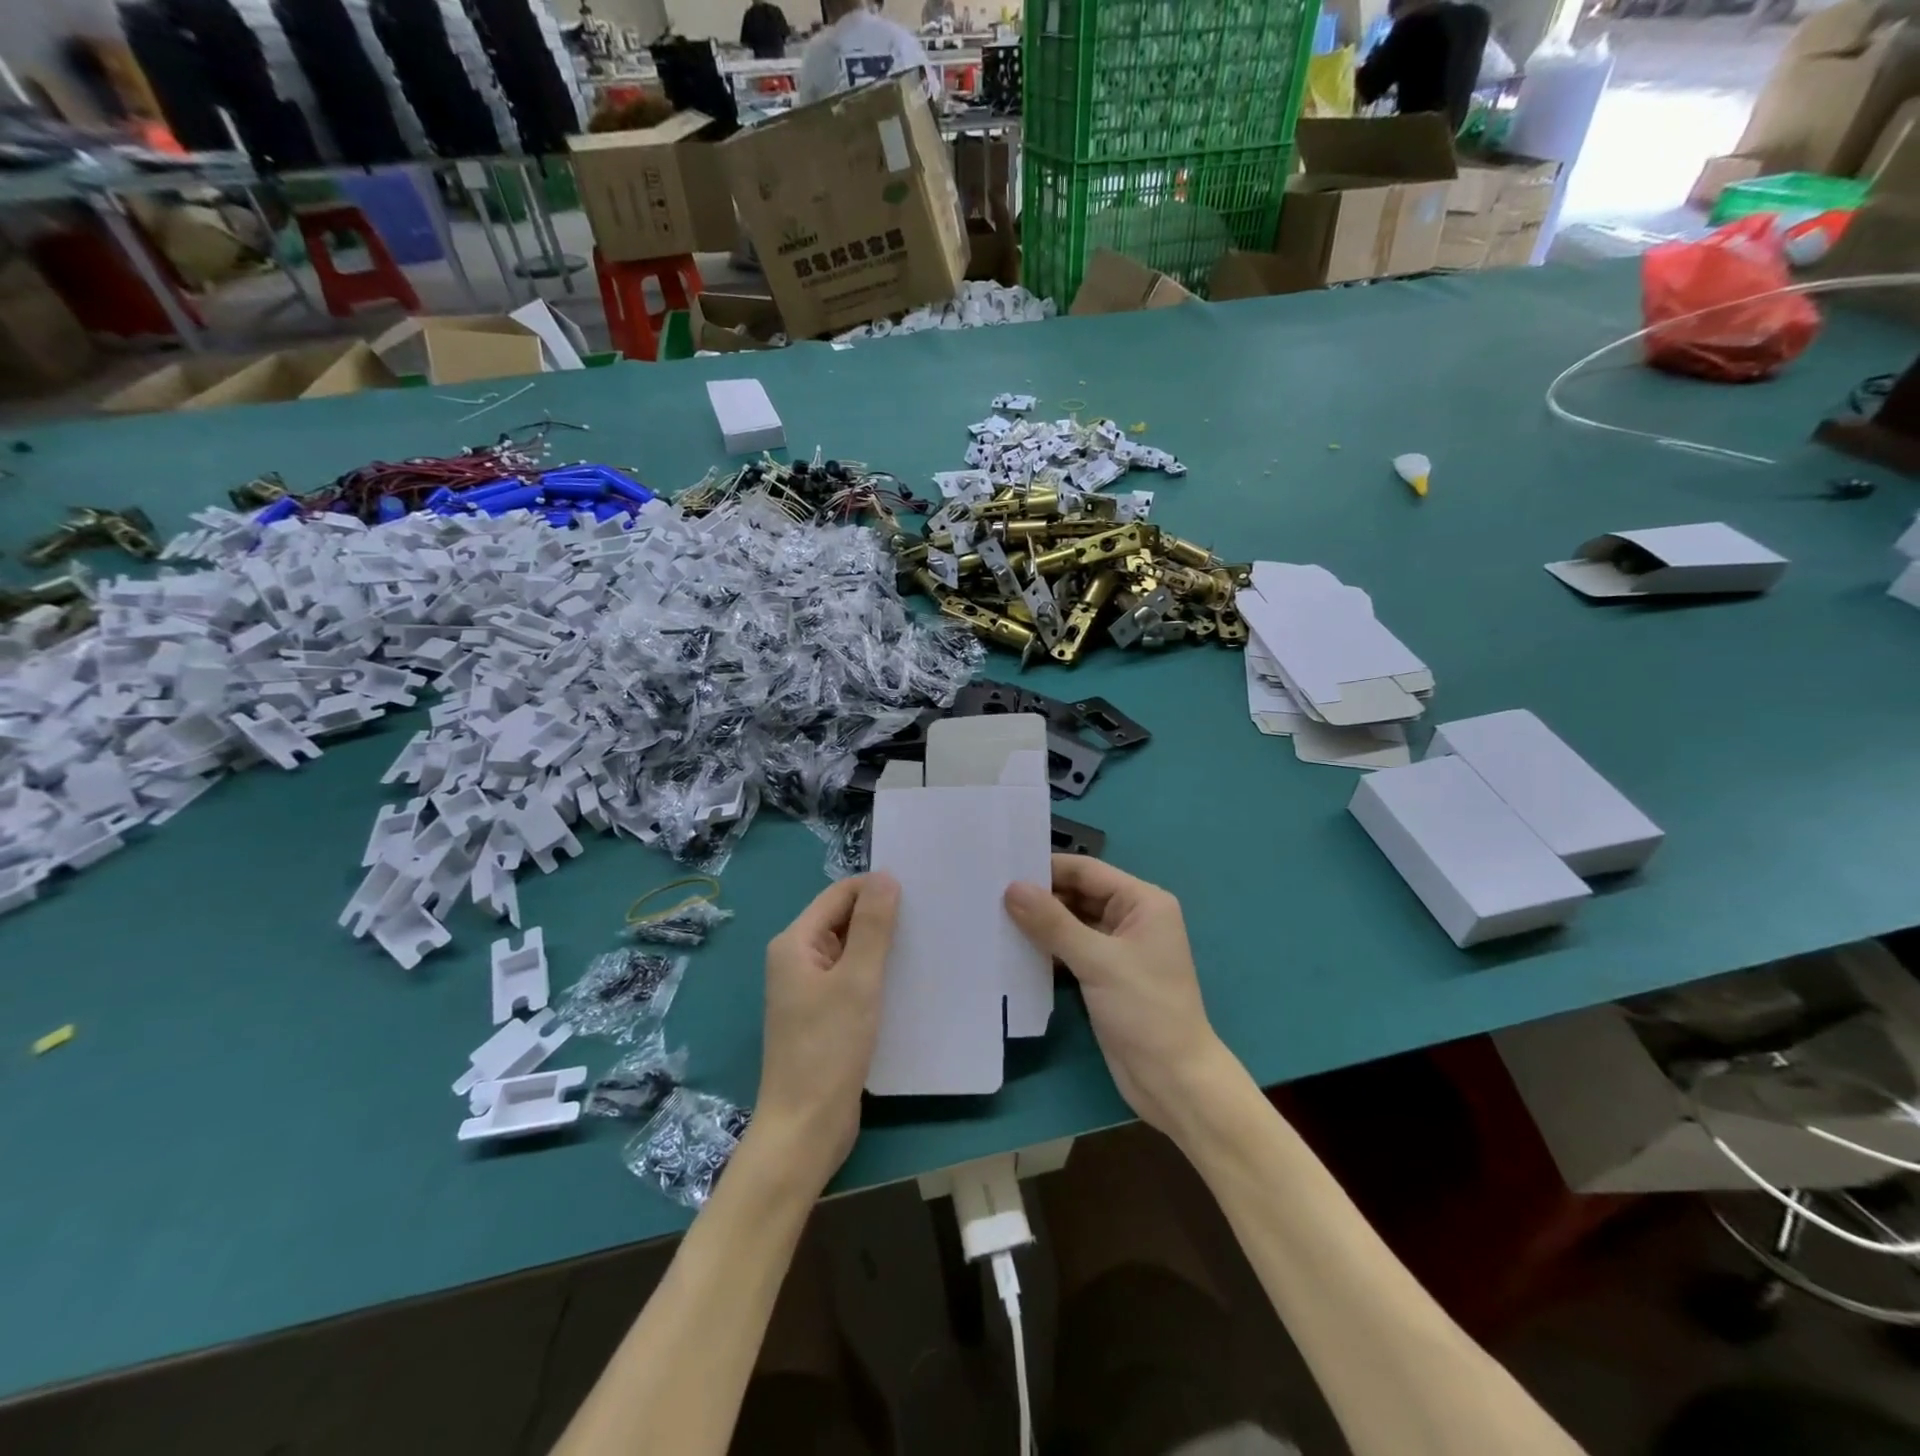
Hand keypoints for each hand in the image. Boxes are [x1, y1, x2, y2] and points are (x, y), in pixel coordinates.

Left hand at [755, 873, 899, 1192]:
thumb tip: (885, 876)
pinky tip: (910, 979)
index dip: (876, 888)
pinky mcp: (825, 1016)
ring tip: (929, 941)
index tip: (921, 890)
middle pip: (844, 920)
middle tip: (932, 913)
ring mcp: (810, 990)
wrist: (805, 1129)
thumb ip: (872, 926)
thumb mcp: (857, 981)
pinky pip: (854, 980)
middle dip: (883, 916)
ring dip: (884, 946)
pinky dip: (879, 974)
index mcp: (795, 943)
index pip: (840, 895)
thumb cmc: (828, 1049)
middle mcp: (798, 960)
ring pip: (852, 951)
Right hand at [1005, 856, 1231, 1136]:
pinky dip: (1046, 949)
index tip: (1002, 868)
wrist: (1173, 1081)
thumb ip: (1053, 923)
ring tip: (993, 918)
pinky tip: (1013, 950)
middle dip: (1039, 896)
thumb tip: (1012, 888)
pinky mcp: (1104, 976)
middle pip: (1077, 895)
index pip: (1087, 871)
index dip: (1047, 868)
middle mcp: (1131, 918)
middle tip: (989, 894)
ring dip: (1039, 924)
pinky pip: (1070, 950)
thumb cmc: (1145, 1010)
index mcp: (1143, 902)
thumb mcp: (1098, 962)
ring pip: (1070, 923)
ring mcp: (1117, 948)